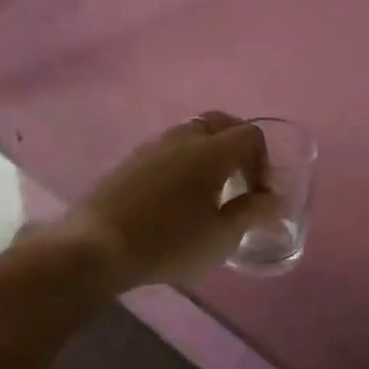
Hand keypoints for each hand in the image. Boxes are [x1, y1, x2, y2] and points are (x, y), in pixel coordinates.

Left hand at [60, 112, 281, 290]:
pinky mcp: (129, 161)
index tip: (258, 194)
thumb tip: (272, 199)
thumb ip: (251, 213)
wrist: (96, 247)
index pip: (249, 134)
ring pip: (190, 133)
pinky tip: (176, 195)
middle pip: (220, 122)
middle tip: (240, 178)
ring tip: (208, 189)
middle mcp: (182, 138)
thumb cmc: (168, 243)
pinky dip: (182, 161)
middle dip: (237, 144)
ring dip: (208, 151)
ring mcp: (152, 146)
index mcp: (211, 151)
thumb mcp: (221, 237)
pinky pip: (167, 149)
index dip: (263, 161)